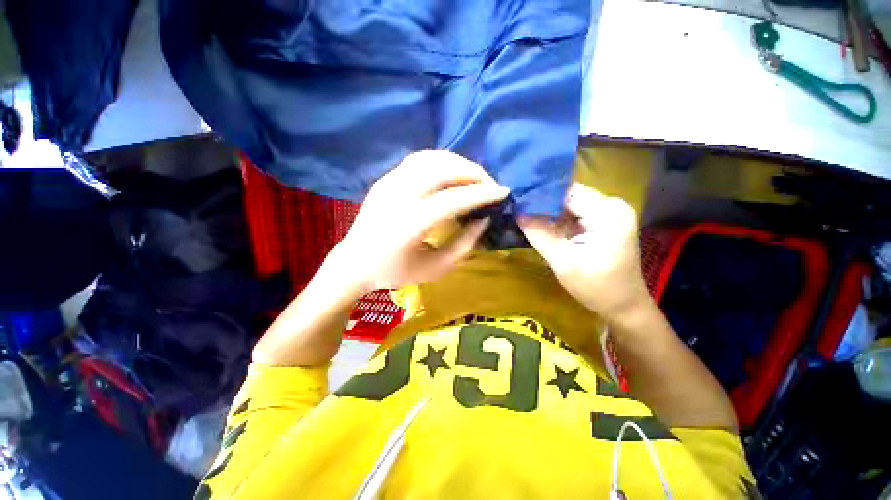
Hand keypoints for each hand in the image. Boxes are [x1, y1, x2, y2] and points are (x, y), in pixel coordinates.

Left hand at [329, 151, 509, 294]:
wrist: (354, 262)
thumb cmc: (395, 272)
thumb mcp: (435, 269)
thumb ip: (463, 245)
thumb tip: (484, 219)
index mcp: (411, 223)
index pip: (454, 199)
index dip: (482, 194)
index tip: (503, 192)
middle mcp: (399, 196)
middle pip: (444, 170)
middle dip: (474, 173)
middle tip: (490, 184)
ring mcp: (390, 182)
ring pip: (432, 158)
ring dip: (459, 163)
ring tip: (474, 177)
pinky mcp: (386, 178)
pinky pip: (419, 160)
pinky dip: (442, 161)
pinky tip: (452, 172)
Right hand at [517, 183, 650, 321]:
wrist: (623, 306)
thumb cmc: (597, 288)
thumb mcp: (564, 262)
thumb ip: (540, 235)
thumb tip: (517, 212)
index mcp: (607, 212)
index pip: (566, 192)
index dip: (540, 194)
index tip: (516, 200)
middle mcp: (611, 205)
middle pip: (568, 196)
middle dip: (542, 203)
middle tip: (516, 209)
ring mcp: (608, 213)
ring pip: (569, 204)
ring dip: (548, 212)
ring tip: (523, 216)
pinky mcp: (603, 222)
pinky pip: (574, 214)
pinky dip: (557, 220)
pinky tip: (540, 225)